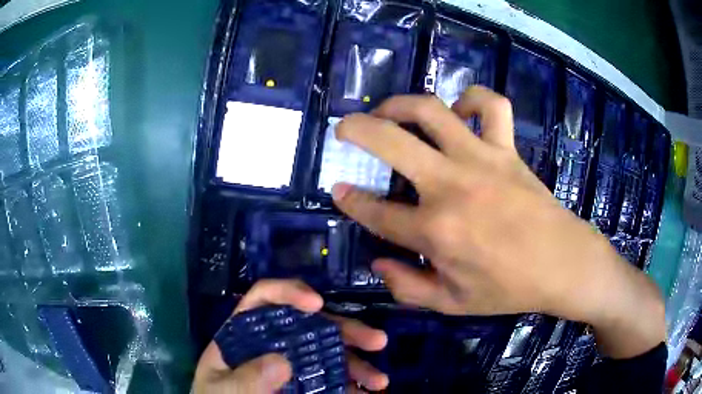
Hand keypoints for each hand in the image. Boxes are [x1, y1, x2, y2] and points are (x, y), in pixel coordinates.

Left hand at [192, 279, 387, 392]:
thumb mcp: (221, 389)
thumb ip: (245, 378)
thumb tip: (282, 361)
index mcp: (244, 333)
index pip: (264, 298)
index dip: (290, 293)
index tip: (316, 304)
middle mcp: (272, 342)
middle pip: (310, 325)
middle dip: (345, 330)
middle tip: (376, 340)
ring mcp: (291, 364)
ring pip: (328, 354)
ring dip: (357, 364)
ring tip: (379, 381)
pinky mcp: (304, 384)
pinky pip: (331, 381)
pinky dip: (351, 386)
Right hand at [331, 86, 664, 358]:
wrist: (563, 264)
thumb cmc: (509, 288)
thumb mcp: (452, 303)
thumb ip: (407, 287)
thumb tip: (378, 262)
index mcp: (436, 230)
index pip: (376, 212)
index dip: (350, 200)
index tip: (339, 190)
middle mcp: (452, 186)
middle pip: (390, 141)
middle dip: (355, 129)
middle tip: (343, 129)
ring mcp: (482, 159)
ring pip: (431, 110)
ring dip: (400, 104)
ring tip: (388, 110)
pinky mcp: (508, 148)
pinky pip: (491, 105)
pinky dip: (471, 98)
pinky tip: (459, 110)